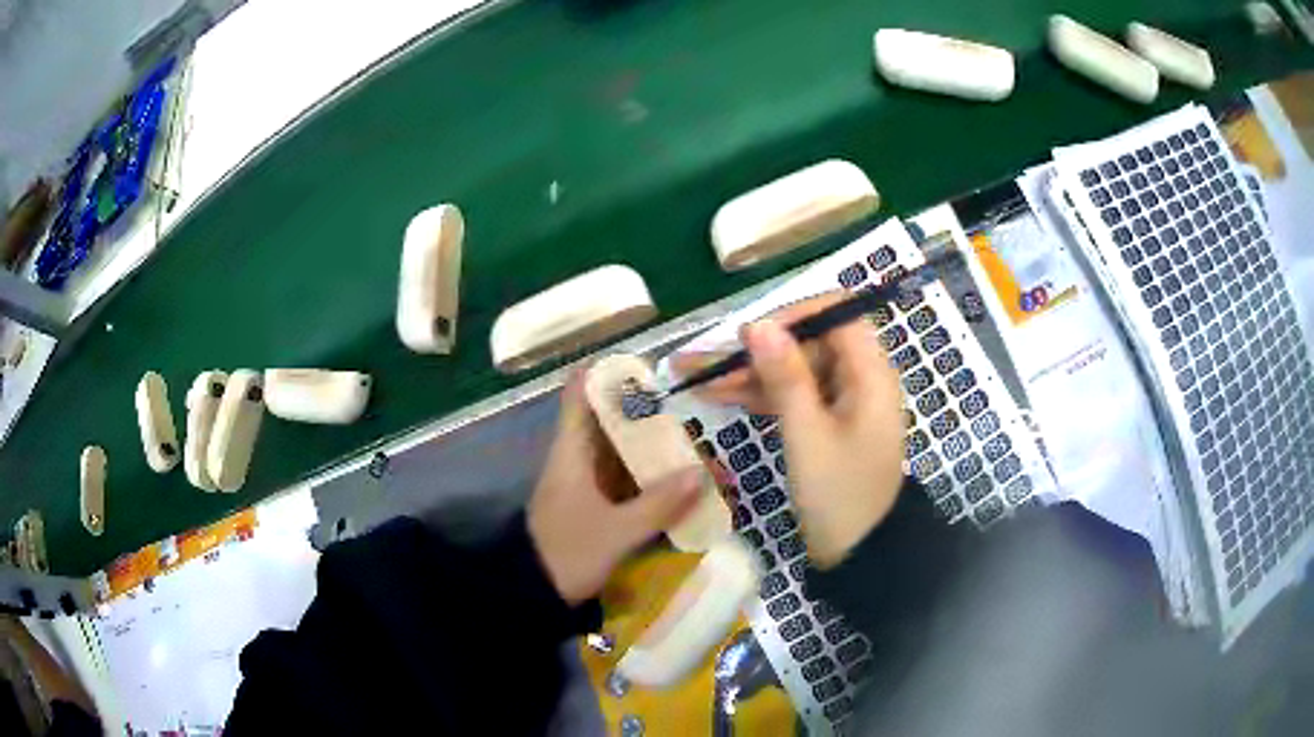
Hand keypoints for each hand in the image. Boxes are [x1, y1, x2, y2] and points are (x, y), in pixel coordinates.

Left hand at [529, 373, 703, 604]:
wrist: (534, 595)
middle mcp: (579, 460)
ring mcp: (587, 484)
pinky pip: (627, 481)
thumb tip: (702, 472)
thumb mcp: (615, 533)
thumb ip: (658, 504)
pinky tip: (682, 484)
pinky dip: (652, 479)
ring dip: (656, 449)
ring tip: (698, 445)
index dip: (608, 373)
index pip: (581, 395)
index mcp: (572, 452)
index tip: (648, 366)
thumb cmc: (567, 554)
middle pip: (611, 421)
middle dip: (650, 415)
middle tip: (693, 407)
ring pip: (623, 452)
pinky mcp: (596, 507)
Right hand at [672, 293, 905, 568]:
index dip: (794, 315)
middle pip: (807, 344)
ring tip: (693, 377)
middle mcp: (858, 379)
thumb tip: (757, 323)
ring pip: (793, 371)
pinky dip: (759, 397)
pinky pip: (791, 397)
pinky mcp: (825, 424)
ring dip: (748, 375)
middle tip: (705, 363)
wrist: (857, 554)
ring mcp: (840, 403)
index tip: (751, 334)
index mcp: (869, 373)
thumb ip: (785, 376)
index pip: (836, 314)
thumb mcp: (807, 434)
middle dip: (757, 351)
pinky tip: (717, 397)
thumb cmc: (839, 494)